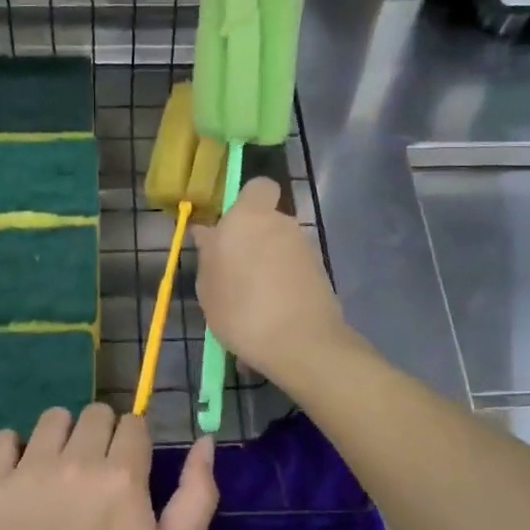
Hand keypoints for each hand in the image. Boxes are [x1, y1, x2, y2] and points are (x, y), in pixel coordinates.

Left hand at [0, 404, 217, 529]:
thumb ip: (197, 495)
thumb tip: (204, 441)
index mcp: (122, 476)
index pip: (133, 423)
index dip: (134, 443)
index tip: (128, 468)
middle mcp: (76, 462)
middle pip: (95, 413)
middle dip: (102, 435)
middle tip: (95, 473)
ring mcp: (29, 471)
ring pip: (53, 418)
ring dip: (62, 437)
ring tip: (59, 471)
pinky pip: (3, 438)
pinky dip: (14, 449)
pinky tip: (21, 475)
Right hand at [194, 176, 350, 383]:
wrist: (301, 342)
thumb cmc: (241, 308)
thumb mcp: (208, 286)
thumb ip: (209, 254)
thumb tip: (208, 233)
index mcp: (249, 217)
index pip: (258, 187)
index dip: (247, 202)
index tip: (230, 228)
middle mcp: (281, 224)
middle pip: (267, 222)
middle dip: (253, 241)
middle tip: (233, 273)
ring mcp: (305, 248)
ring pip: (280, 248)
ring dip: (268, 265)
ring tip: (251, 303)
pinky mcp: (321, 273)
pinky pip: (293, 272)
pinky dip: (283, 285)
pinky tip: (271, 315)